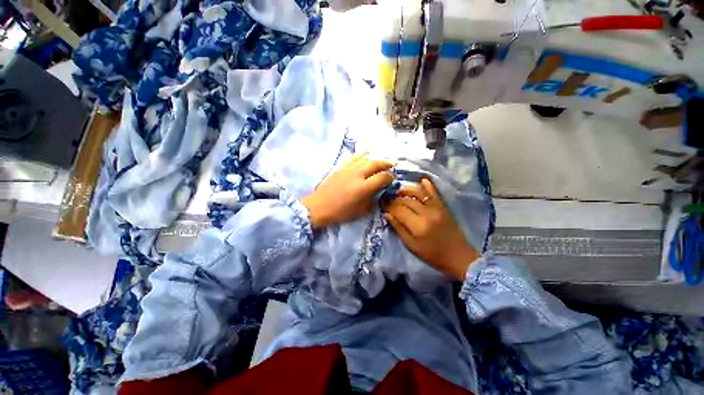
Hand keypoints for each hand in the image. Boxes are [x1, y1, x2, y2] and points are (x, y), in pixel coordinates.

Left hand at [301, 153, 393, 228]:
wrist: (319, 206)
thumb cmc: (341, 212)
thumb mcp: (361, 211)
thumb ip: (373, 200)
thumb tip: (380, 192)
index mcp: (364, 188)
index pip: (383, 177)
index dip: (390, 177)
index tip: (391, 179)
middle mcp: (357, 175)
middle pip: (376, 163)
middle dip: (386, 164)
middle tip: (391, 166)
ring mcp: (348, 169)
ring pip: (365, 158)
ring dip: (375, 160)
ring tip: (380, 162)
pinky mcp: (340, 167)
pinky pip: (354, 157)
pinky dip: (362, 156)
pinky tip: (365, 157)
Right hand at [383, 179, 479, 280]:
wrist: (458, 256)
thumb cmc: (432, 255)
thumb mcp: (411, 245)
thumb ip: (398, 228)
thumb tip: (386, 214)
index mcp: (418, 225)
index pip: (398, 209)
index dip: (388, 206)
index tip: (382, 204)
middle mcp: (427, 213)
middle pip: (406, 200)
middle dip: (394, 198)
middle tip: (387, 198)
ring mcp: (436, 207)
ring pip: (418, 192)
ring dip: (406, 189)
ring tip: (399, 192)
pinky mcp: (443, 206)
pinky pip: (434, 192)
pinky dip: (427, 184)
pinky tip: (420, 181)